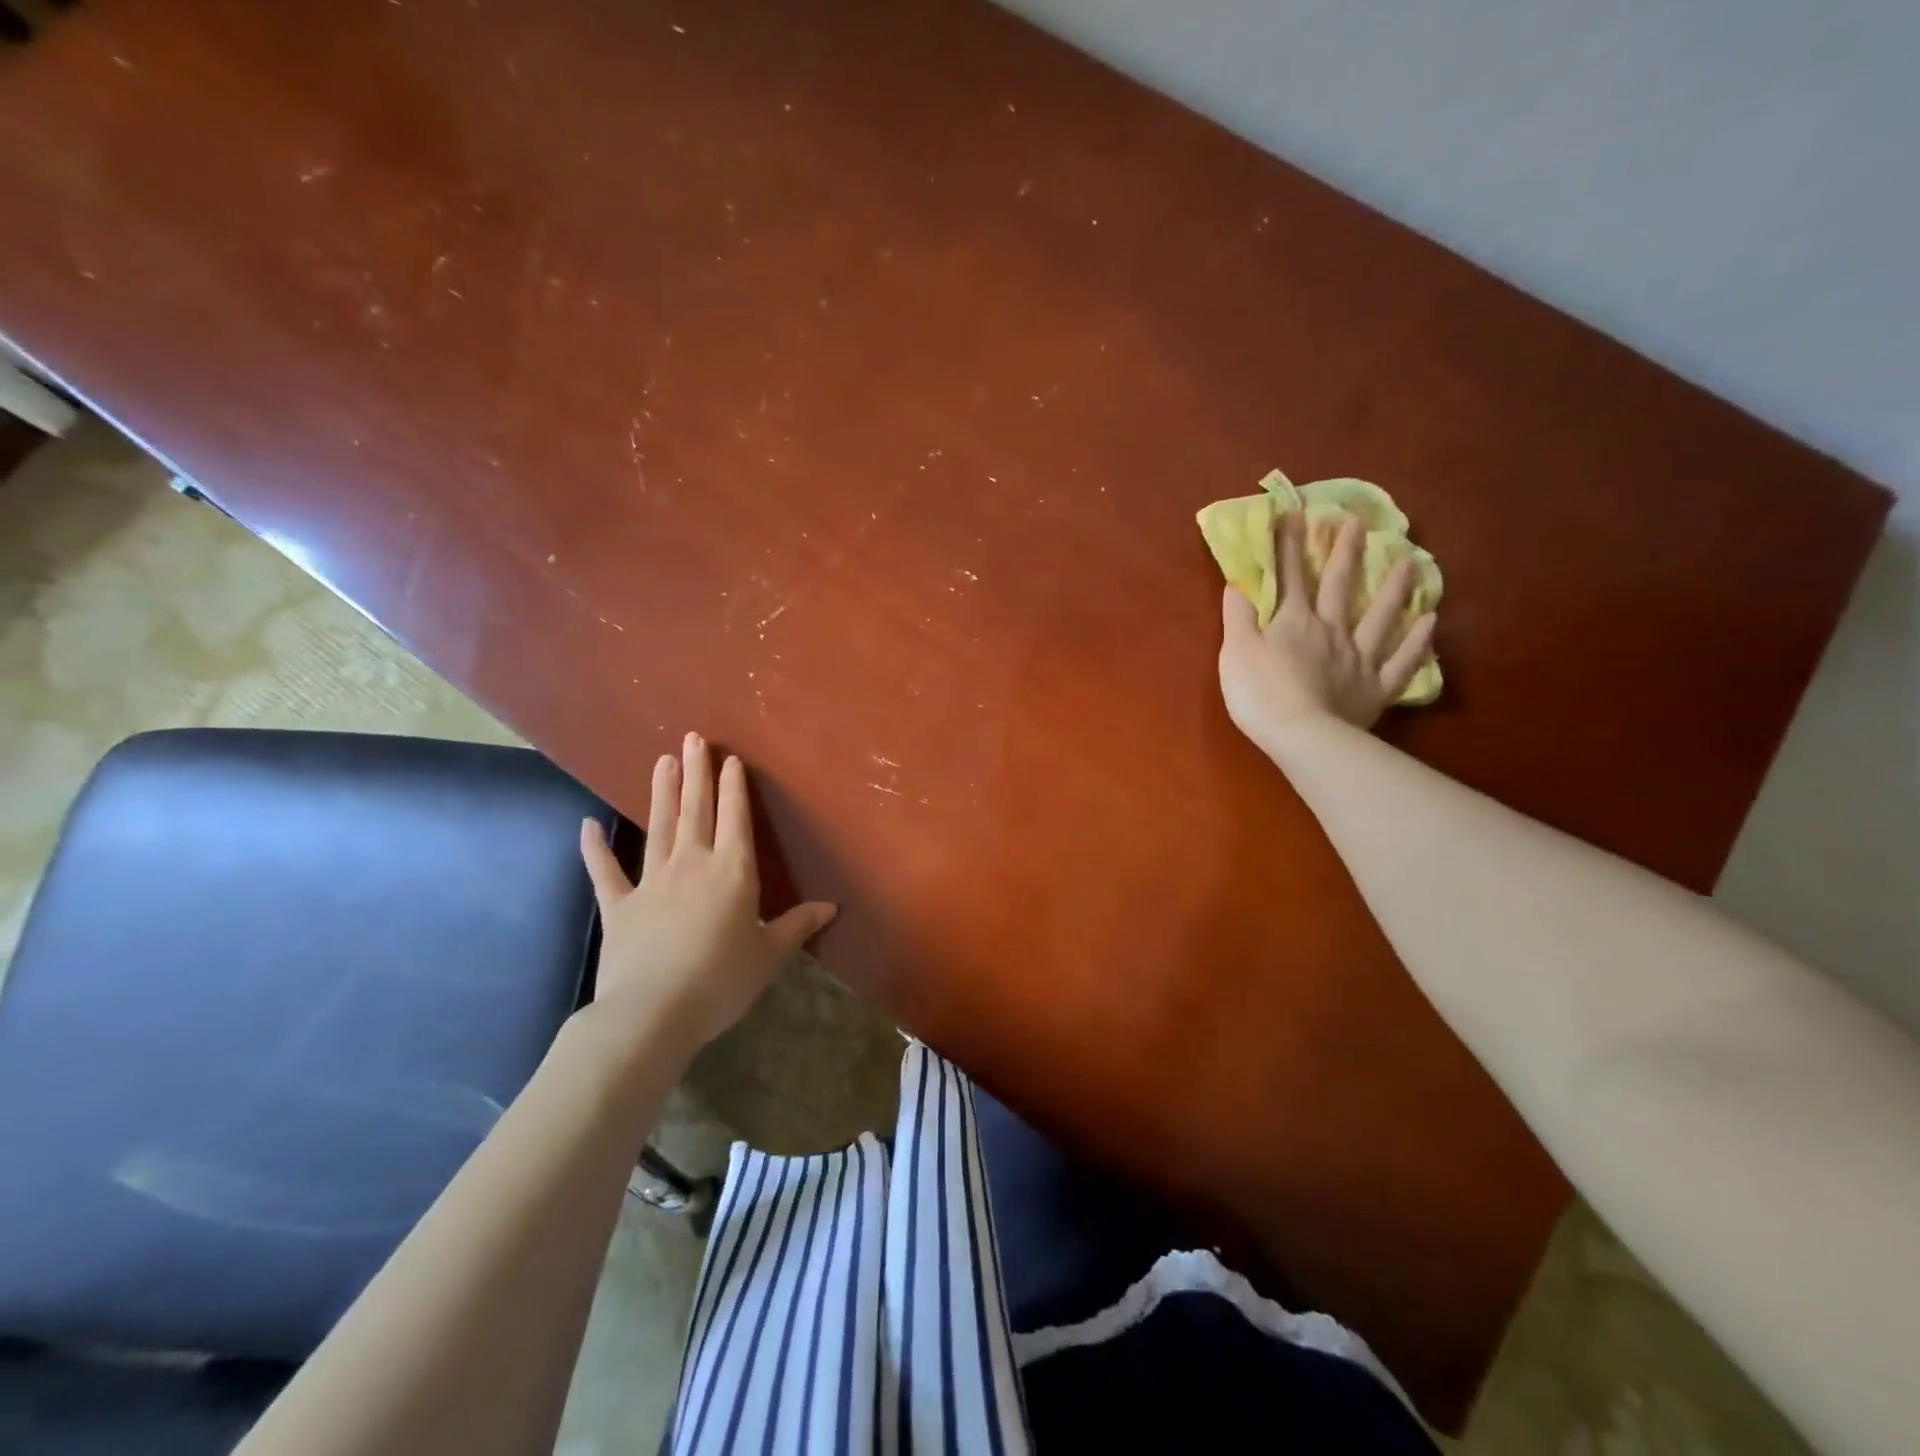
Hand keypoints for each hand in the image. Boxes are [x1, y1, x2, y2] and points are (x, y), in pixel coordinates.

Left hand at [577, 733, 835, 1054]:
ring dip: (661, 793)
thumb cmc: (721, 981)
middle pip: (696, 810)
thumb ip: (797, 925)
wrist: (653, 1013)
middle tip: (692, 738)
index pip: (736, 818)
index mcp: (733, 872)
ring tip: (661, 761)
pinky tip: (588, 825)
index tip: (730, 759)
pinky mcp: (619, 905)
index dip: (734, 787)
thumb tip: (831, 907)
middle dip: (697, 772)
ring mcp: (651, 881)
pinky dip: (596, 848)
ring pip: (658, 827)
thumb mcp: (769, 955)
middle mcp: (692, 864)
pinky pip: (605, 871)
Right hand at [1219, 511, 1435, 752]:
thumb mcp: (1236, 652)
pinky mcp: (1376, 687)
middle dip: (1346, 552)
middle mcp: (1332, 631)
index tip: (1296, 514)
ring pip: (1381, 617)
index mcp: (1294, 622)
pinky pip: (1402, 662)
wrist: (1301, 735)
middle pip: (1341, 586)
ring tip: (1411, 562)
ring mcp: (1359, 658)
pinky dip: (1417, 641)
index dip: (1290, 545)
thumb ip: (1238, 617)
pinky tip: (1430, 622)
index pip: (1291, 576)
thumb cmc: (1260, 693)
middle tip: (1360, 522)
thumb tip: (1238, 584)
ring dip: (1394, 588)